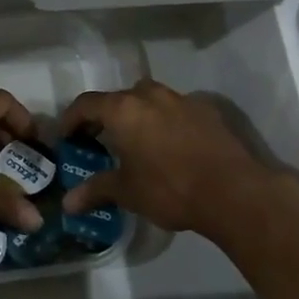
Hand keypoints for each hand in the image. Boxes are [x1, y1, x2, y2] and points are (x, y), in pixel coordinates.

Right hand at [56, 78, 295, 239]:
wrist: (232, 190)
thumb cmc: (169, 188)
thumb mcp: (127, 192)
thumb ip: (96, 190)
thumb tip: (67, 204)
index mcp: (124, 109)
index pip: (86, 104)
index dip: (72, 119)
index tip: (67, 137)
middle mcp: (150, 95)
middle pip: (119, 98)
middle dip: (105, 116)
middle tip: (99, 141)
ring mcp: (181, 99)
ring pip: (149, 99)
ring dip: (137, 115)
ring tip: (135, 142)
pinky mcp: (206, 110)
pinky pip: (175, 110)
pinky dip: (165, 122)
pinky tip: (169, 147)